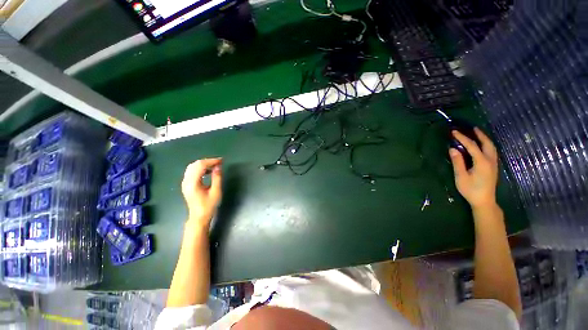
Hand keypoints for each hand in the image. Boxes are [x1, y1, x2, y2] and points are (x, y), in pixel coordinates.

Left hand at [181, 158, 222, 228]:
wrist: (199, 217)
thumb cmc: (208, 206)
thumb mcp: (216, 192)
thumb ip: (217, 178)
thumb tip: (219, 166)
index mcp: (193, 183)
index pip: (200, 166)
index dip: (211, 161)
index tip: (221, 160)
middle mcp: (186, 181)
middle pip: (195, 164)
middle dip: (208, 161)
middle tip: (219, 162)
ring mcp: (185, 182)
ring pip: (192, 167)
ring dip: (204, 164)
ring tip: (215, 166)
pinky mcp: (186, 184)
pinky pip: (192, 171)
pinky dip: (200, 168)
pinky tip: (208, 171)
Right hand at [449, 128, 498, 208]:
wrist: (484, 201)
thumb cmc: (471, 190)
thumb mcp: (461, 176)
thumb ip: (458, 162)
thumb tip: (453, 149)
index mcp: (482, 162)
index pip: (472, 146)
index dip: (462, 138)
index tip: (454, 132)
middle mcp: (490, 160)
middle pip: (487, 143)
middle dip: (479, 135)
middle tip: (471, 128)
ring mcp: (493, 163)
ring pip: (491, 147)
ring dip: (484, 139)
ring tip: (477, 134)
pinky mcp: (493, 167)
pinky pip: (491, 151)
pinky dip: (486, 145)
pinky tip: (482, 145)